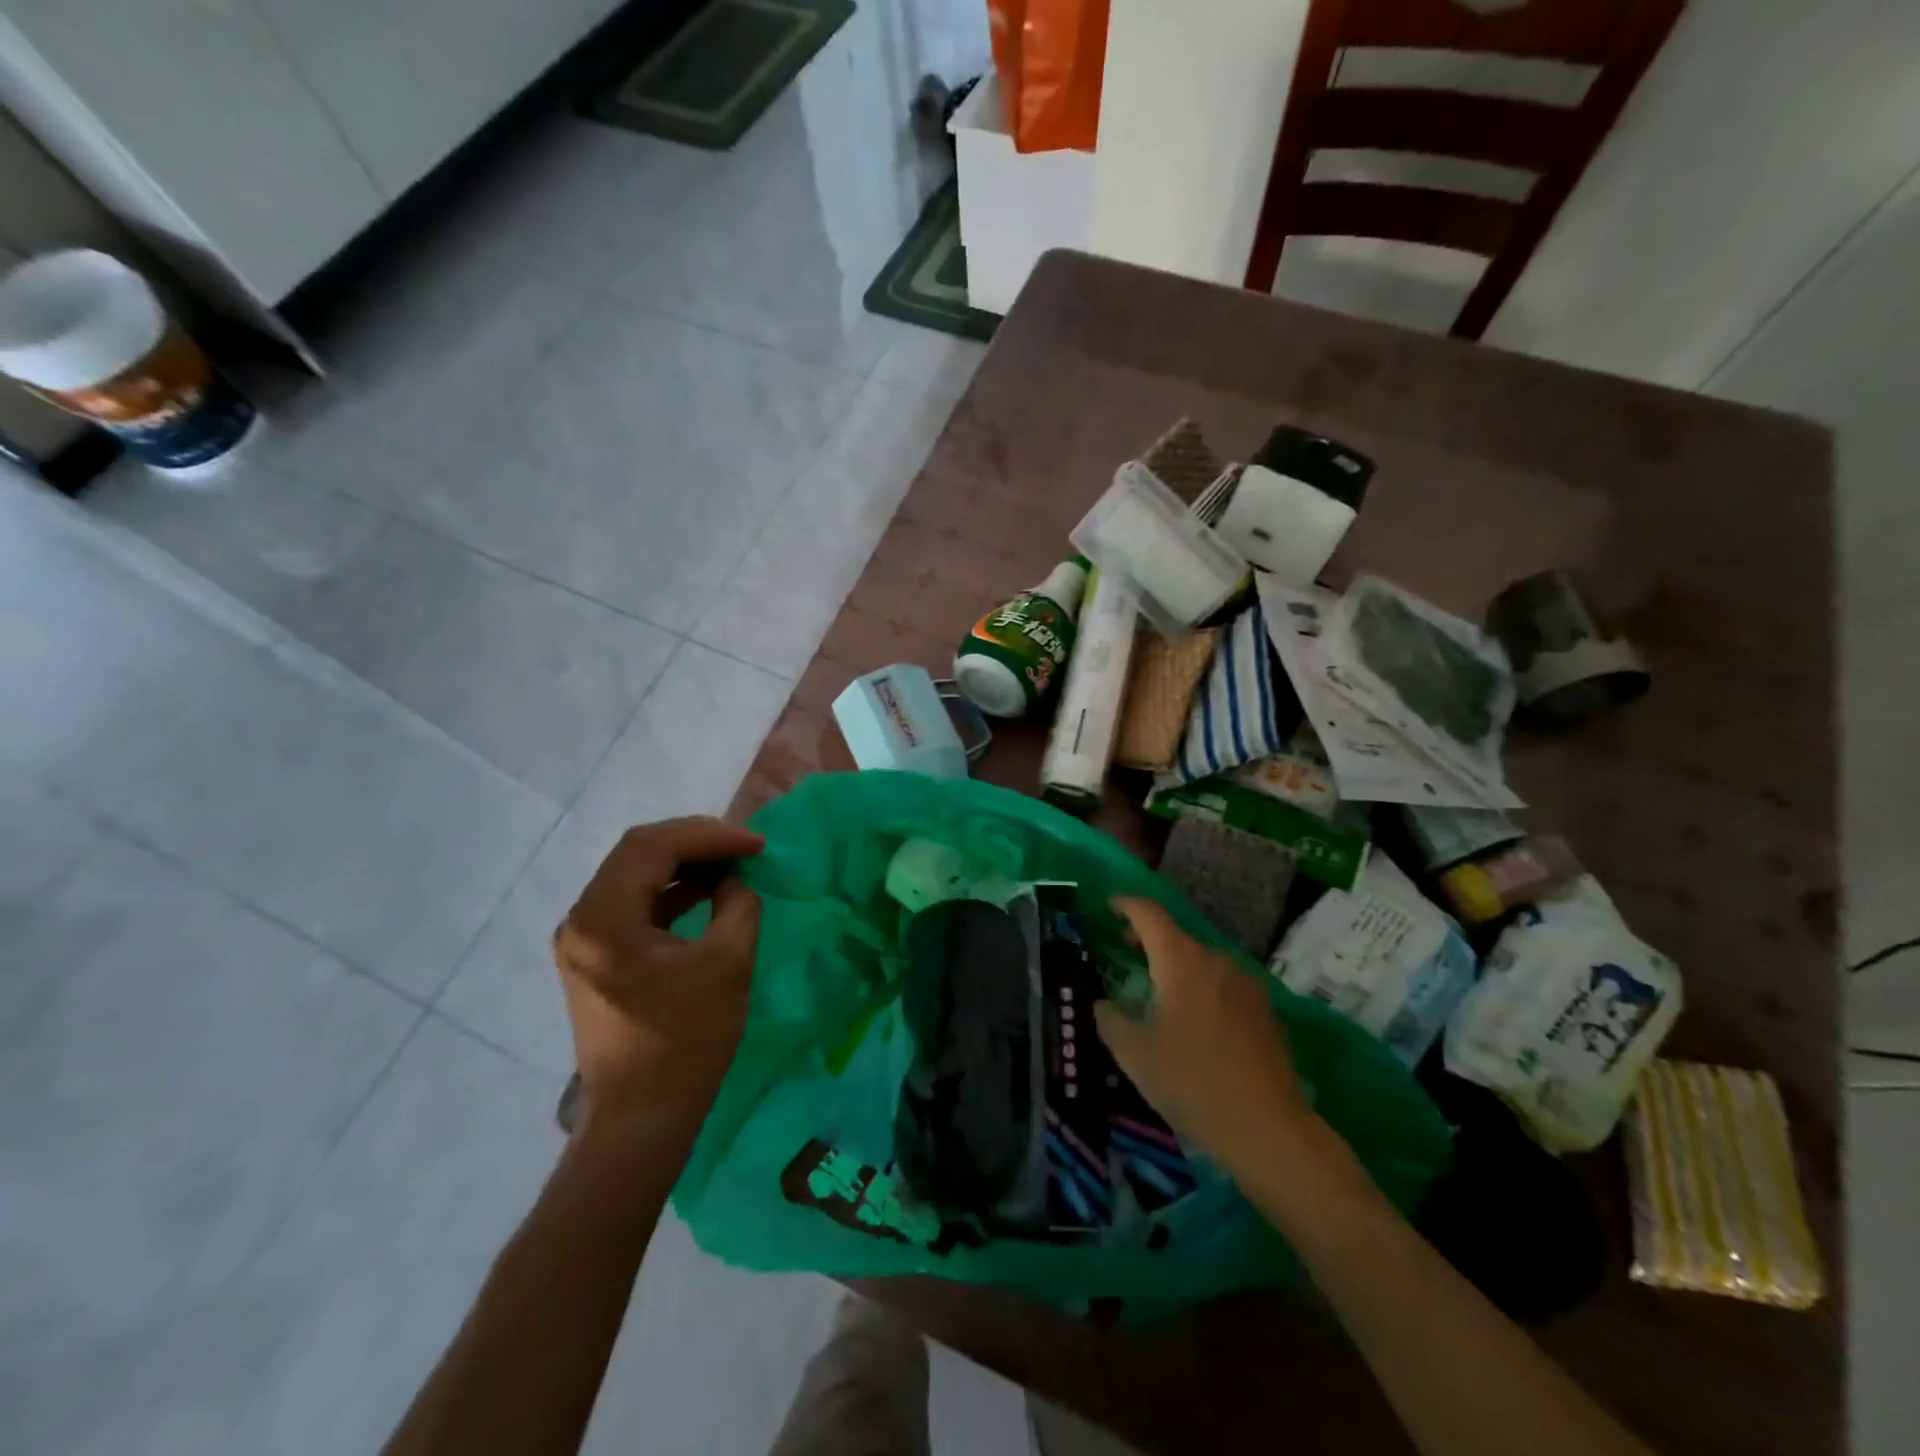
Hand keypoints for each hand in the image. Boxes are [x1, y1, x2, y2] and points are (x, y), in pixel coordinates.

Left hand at [553, 818, 764, 1136]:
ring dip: (685, 862)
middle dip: (696, 841)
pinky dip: (672, 890)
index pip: (654, 847)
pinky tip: (707, 891)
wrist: (641, 1119)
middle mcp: (581, 920)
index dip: (710, 836)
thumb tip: (735, 880)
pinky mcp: (594, 958)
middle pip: (638, 853)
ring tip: (732, 861)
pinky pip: (633, 903)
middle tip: (744, 845)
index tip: (756, 843)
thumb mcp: (727, 964)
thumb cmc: (686, 1042)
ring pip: (634, 874)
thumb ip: (738, 905)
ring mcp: (582, 940)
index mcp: (604, 919)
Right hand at [1093, 898, 1314, 1169]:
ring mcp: (1245, 984)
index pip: (1149, 914)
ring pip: (1201, 961)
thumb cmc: (1192, 1082)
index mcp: (1181, 961)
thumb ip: (1109, 1019)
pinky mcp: (1264, 1009)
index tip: (1109, 906)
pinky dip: (1200, 987)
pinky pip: (1222, 984)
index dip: (1126, 905)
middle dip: (1147, 940)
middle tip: (1124, 954)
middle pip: (1176, 937)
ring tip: (1156, 991)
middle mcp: (1216, 961)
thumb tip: (1101, 1003)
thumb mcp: (1134, 1054)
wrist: (1268, 1128)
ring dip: (1175, 966)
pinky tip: (1192, 1020)